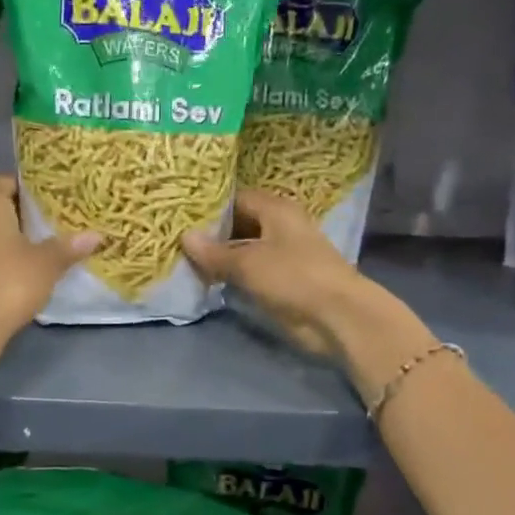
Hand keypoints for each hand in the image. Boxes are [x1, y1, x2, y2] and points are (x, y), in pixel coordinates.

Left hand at [0, 175, 100, 344]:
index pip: (7, 180)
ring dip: (7, 236)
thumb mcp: (47, 263)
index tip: (53, 198)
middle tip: (51, 222)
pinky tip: (16, 270)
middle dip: (21, 212)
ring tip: (37, 246)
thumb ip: (69, 246)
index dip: (30, 188)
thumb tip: (95, 236)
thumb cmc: (9, 281)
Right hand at [181, 189, 375, 360]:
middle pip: (240, 224)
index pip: (237, 198)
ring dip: (221, 257)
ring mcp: (283, 255)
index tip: (182, 215)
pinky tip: (208, 280)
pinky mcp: (283, 281)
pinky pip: (251, 272)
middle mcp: (280, 227)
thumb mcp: (247, 263)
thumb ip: (215, 252)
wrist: (336, 316)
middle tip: (177, 239)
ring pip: (244, 250)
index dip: (210, 206)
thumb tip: (185, 237)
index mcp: (276, 209)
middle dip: (212, 233)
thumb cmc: (293, 277)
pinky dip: (232, 275)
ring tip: (185, 260)